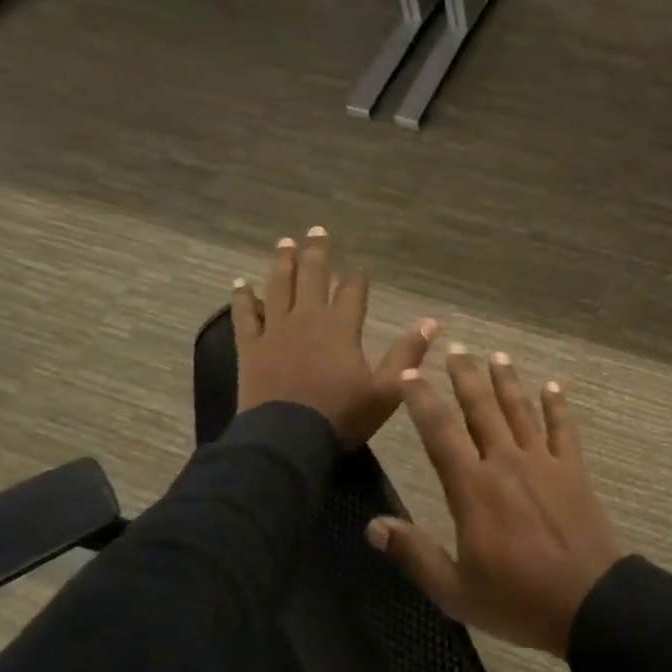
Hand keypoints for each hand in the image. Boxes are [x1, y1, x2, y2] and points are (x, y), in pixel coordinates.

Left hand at [232, 228, 435, 449]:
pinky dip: (242, 297)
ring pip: (278, 287)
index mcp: (341, 327)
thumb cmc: (341, 416)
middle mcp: (308, 319)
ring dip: (282, 263)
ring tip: (284, 243)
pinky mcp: (251, 347)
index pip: (352, 292)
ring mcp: (276, 331)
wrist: (287, 440)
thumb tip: (432, 322)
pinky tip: (239, 283)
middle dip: (317, 253)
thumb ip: (408, 354)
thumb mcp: (387, 390)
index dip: (357, 279)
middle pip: (312, 277)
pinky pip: (245, 315)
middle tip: (316, 230)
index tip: (359, 270)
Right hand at [367, 348, 619, 658]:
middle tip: (456, 348)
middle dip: (465, 376)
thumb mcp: (454, 590)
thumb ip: (414, 554)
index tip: (410, 374)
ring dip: (507, 381)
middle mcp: (506, 463)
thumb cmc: (516, 600)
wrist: (587, 602)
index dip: (422, 400)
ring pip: (520, 410)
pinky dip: (557, 406)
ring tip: (497, 355)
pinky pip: (564, 429)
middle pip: (482, 409)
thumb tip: (374, 525)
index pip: (439, 433)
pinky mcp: (573, 470)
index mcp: (473, 489)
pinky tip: (553, 386)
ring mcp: (543, 463)